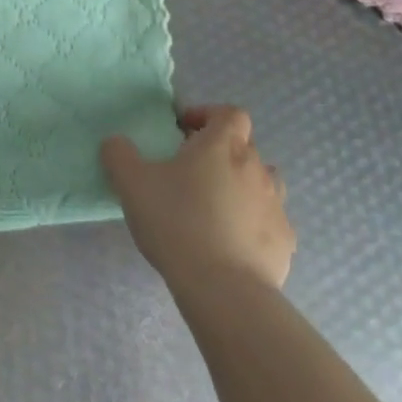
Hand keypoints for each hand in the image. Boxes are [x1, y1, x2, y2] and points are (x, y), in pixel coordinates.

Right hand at [102, 106, 293, 289]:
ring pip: (262, 182)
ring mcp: (275, 204)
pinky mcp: (285, 240)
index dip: (208, 115)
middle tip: (190, 173)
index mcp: (222, 145)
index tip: (184, 131)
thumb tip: (116, 142)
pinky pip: (269, 220)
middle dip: (220, 153)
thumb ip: (119, 154)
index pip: (229, 113)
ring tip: (214, 206)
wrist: (223, 288)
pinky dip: (252, 223)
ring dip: (241, 185)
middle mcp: (256, 167)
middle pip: (244, 146)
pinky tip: (230, 242)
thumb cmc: (176, 222)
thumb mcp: (131, 183)